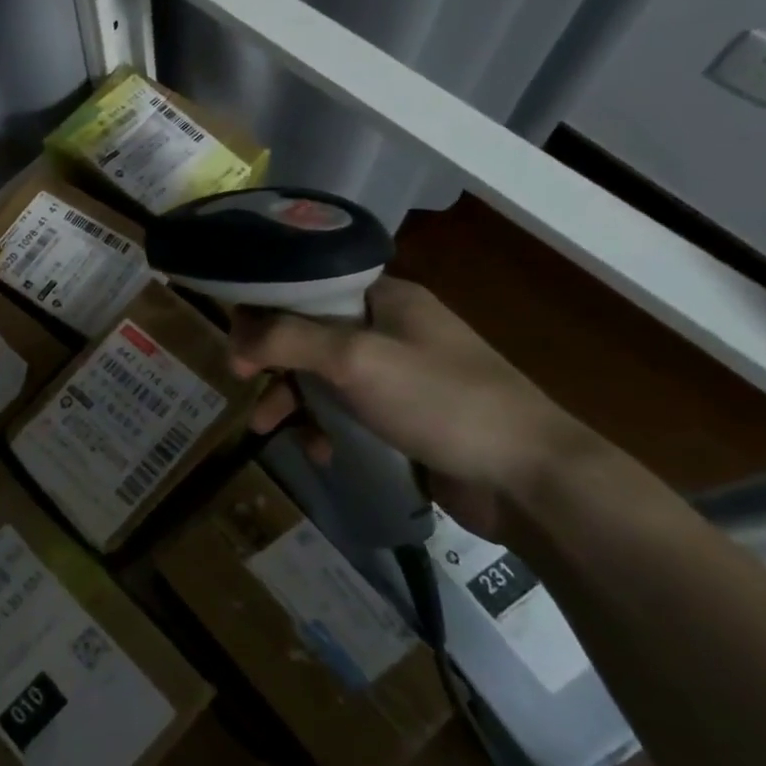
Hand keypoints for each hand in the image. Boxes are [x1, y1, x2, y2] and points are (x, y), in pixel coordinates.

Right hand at [228, 277, 602, 542]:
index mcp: (384, 297)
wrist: (531, 479)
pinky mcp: (402, 416)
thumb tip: (234, 335)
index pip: (306, 287)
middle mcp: (388, 328)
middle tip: (243, 385)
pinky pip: (345, 411)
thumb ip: (288, 339)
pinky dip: (325, 427)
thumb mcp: (356, 360)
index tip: (236, 343)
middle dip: (273, 361)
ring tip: (270, 429)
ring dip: (292, 400)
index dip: (264, 309)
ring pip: (322, 376)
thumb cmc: (441, 401)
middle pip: (307, 333)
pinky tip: (321, 452)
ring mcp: (397, 374)